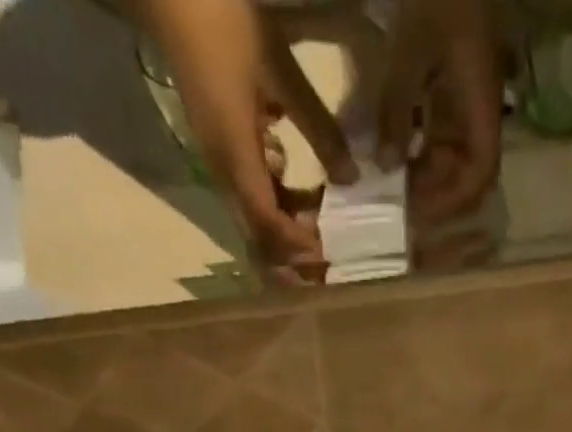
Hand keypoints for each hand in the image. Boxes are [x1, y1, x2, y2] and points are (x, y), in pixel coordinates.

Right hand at [143, 0, 356, 282]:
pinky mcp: (222, 151)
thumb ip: (318, 128)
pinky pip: (252, 194)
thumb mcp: (280, 71)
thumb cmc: (224, 22)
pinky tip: (301, 195)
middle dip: (291, 258)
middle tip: (325, 267)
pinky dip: (279, 205)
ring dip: (287, 233)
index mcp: (236, 157)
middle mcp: (224, 172)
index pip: (268, 223)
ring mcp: (220, 163)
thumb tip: (351, 178)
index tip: (328, 254)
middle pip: (258, 236)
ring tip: (321, 232)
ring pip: (256, 220)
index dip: (297, 245)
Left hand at [377, 0, 502, 226]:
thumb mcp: (412, 49)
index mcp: (481, 103)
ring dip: (425, 177)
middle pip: (466, 172)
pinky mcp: (449, 88)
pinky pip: (438, 135)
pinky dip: (418, 152)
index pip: (480, 172)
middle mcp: (478, 109)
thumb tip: (384, 167)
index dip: (454, 200)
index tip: (421, 213)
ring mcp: (464, 100)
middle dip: (436, 195)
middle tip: (398, 208)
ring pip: (451, 158)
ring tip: (391, 188)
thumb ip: (397, 109)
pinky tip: (392, 156)